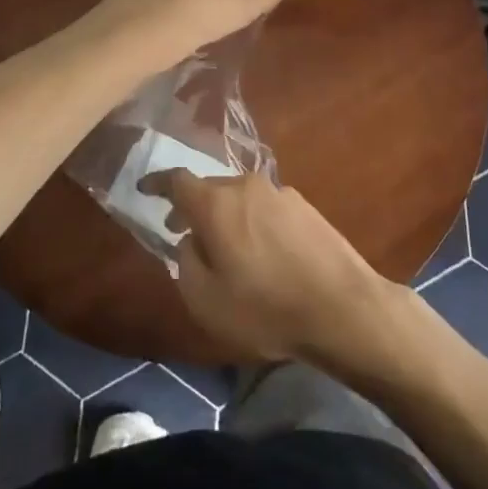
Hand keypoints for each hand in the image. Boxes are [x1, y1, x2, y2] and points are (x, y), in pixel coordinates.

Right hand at [154, 169, 404, 367]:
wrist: (343, 308)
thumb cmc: (266, 308)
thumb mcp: (206, 300)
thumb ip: (186, 263)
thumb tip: (190, 241)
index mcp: (216, 203)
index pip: (177, 180)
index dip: (157, 183)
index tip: (144, 189)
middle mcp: (246, 186)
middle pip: (210, 188)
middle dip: (193, 208)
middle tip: (184, 233)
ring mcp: (279, 193)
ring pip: (240, 198)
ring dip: (226, 217)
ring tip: (226, 249)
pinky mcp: (305, 207)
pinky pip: (265, 208)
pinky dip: (253, 223)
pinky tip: (263, 254)